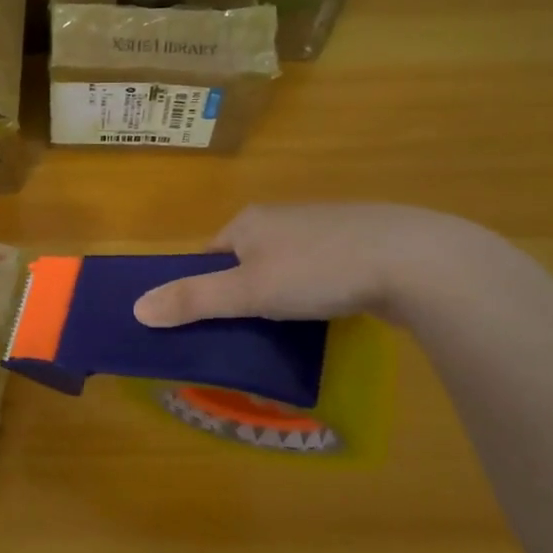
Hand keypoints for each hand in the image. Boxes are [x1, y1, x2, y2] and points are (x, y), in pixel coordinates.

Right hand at [132, 203, 481, 326]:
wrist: (416, 260)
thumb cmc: (319, 271)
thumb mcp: (247, 291)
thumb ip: (193, 300)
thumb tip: (136, 308)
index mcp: (249, 222)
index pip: (210, 256)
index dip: (203, 288)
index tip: (209, 323)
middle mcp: (283, 219)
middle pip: (246, 261)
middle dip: (243, 295)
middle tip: (248, 333)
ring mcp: (325, 230)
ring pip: (286, 268)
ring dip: (281, 296)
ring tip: (288, 331)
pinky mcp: (361, 246)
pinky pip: (322, 273)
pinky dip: (316, 294)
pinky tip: (329, 315)